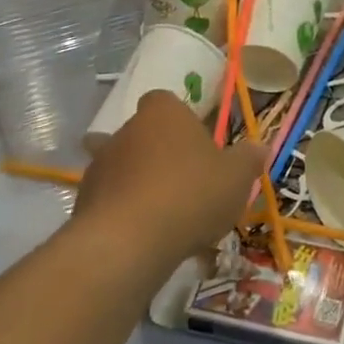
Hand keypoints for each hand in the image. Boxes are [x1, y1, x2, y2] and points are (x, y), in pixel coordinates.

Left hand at [71, 92, 263, 278]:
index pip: (164, 100)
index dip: (178, 119)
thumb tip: (260, 146)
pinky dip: (123, 213)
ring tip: (165, 214)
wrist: (128, 243)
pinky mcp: (82, 203)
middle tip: (185, 180)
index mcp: (163, 114)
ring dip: (138, 183)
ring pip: (122, 167)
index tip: (194, 141)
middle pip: (142, 134)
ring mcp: (99, 167)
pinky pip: (109, 201)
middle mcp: (125, 130)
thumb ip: (248, 159)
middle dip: (158, 152)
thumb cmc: (191, 194)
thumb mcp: (236, 177)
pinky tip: (144, 237)